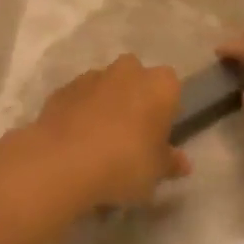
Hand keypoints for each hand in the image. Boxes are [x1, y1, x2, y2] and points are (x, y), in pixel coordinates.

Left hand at [20, 54, 190, 207]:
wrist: (62, 162)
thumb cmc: (125, 163)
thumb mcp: (156, 172)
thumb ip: (169, 163)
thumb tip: (182, 163)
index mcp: (159, 85)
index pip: (171, 88)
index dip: (166, 110)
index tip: (158, 136)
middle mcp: (127, 71)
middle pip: (136, 78)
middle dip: (134, 99)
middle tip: (131, 135)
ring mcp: (90, 77)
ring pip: (105, 86)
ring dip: (105, 105)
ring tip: (98, 143)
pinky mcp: (61, 90)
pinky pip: (78, 99)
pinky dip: (79, 113)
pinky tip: (75, 142)